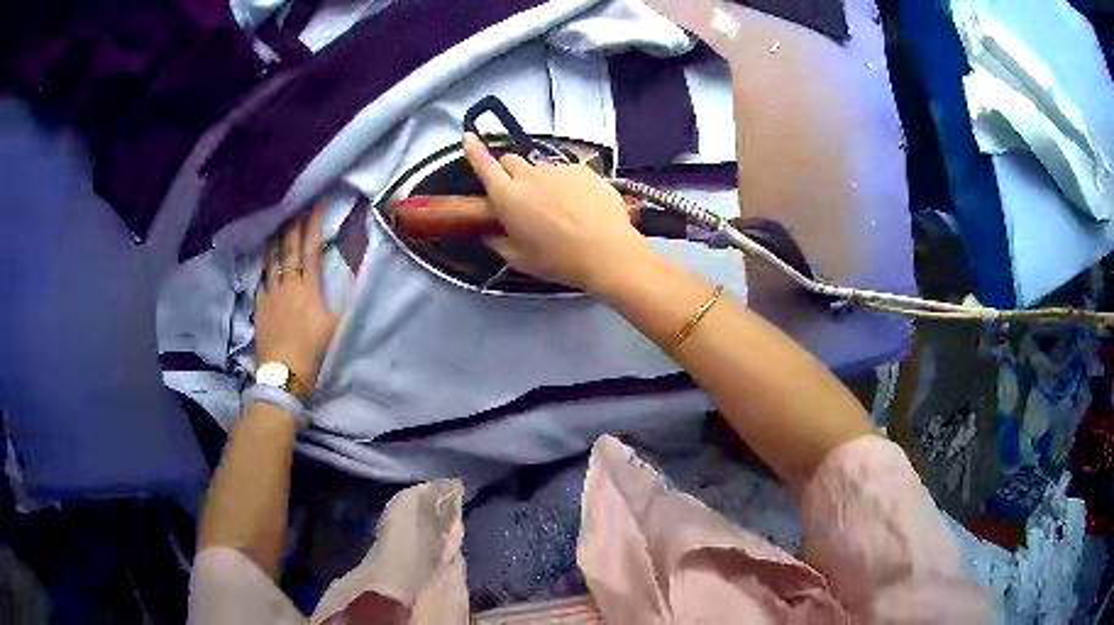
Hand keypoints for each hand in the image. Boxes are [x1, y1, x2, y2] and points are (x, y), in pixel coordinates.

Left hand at [255, 204, 339, 396]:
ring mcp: (270, 295)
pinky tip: (265, 260)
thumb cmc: (313, 352)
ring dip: (276, 239)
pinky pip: (262, 278)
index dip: (314, 224)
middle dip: (294, 225)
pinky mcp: (260, 307)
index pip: (311, 247)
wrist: (283, 375)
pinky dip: (264, 264)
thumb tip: (356, 271)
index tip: (317, 204)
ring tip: (278, 225)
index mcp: (308, 288)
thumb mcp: (336, 326)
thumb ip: (346, 297)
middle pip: (289, 248)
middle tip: (297, 208)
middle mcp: (287, 285)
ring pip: (271, 260)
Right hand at [462, 133, 652, 292]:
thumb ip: (498, 243)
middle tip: (519, 195)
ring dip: (540, 180)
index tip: (468, 137)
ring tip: (557, 207)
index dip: (474, 150)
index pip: (484, 165)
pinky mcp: (583, 170)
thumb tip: (489, 235)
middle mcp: (529, 176)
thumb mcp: (520, 260)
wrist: (606, 251)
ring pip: (540, 167)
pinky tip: (579, 205)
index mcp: (507, 197)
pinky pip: (567, 171)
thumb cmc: (558, 260)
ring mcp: (558, 169)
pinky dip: (566, 183)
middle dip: (509, 172)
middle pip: (511, 160)